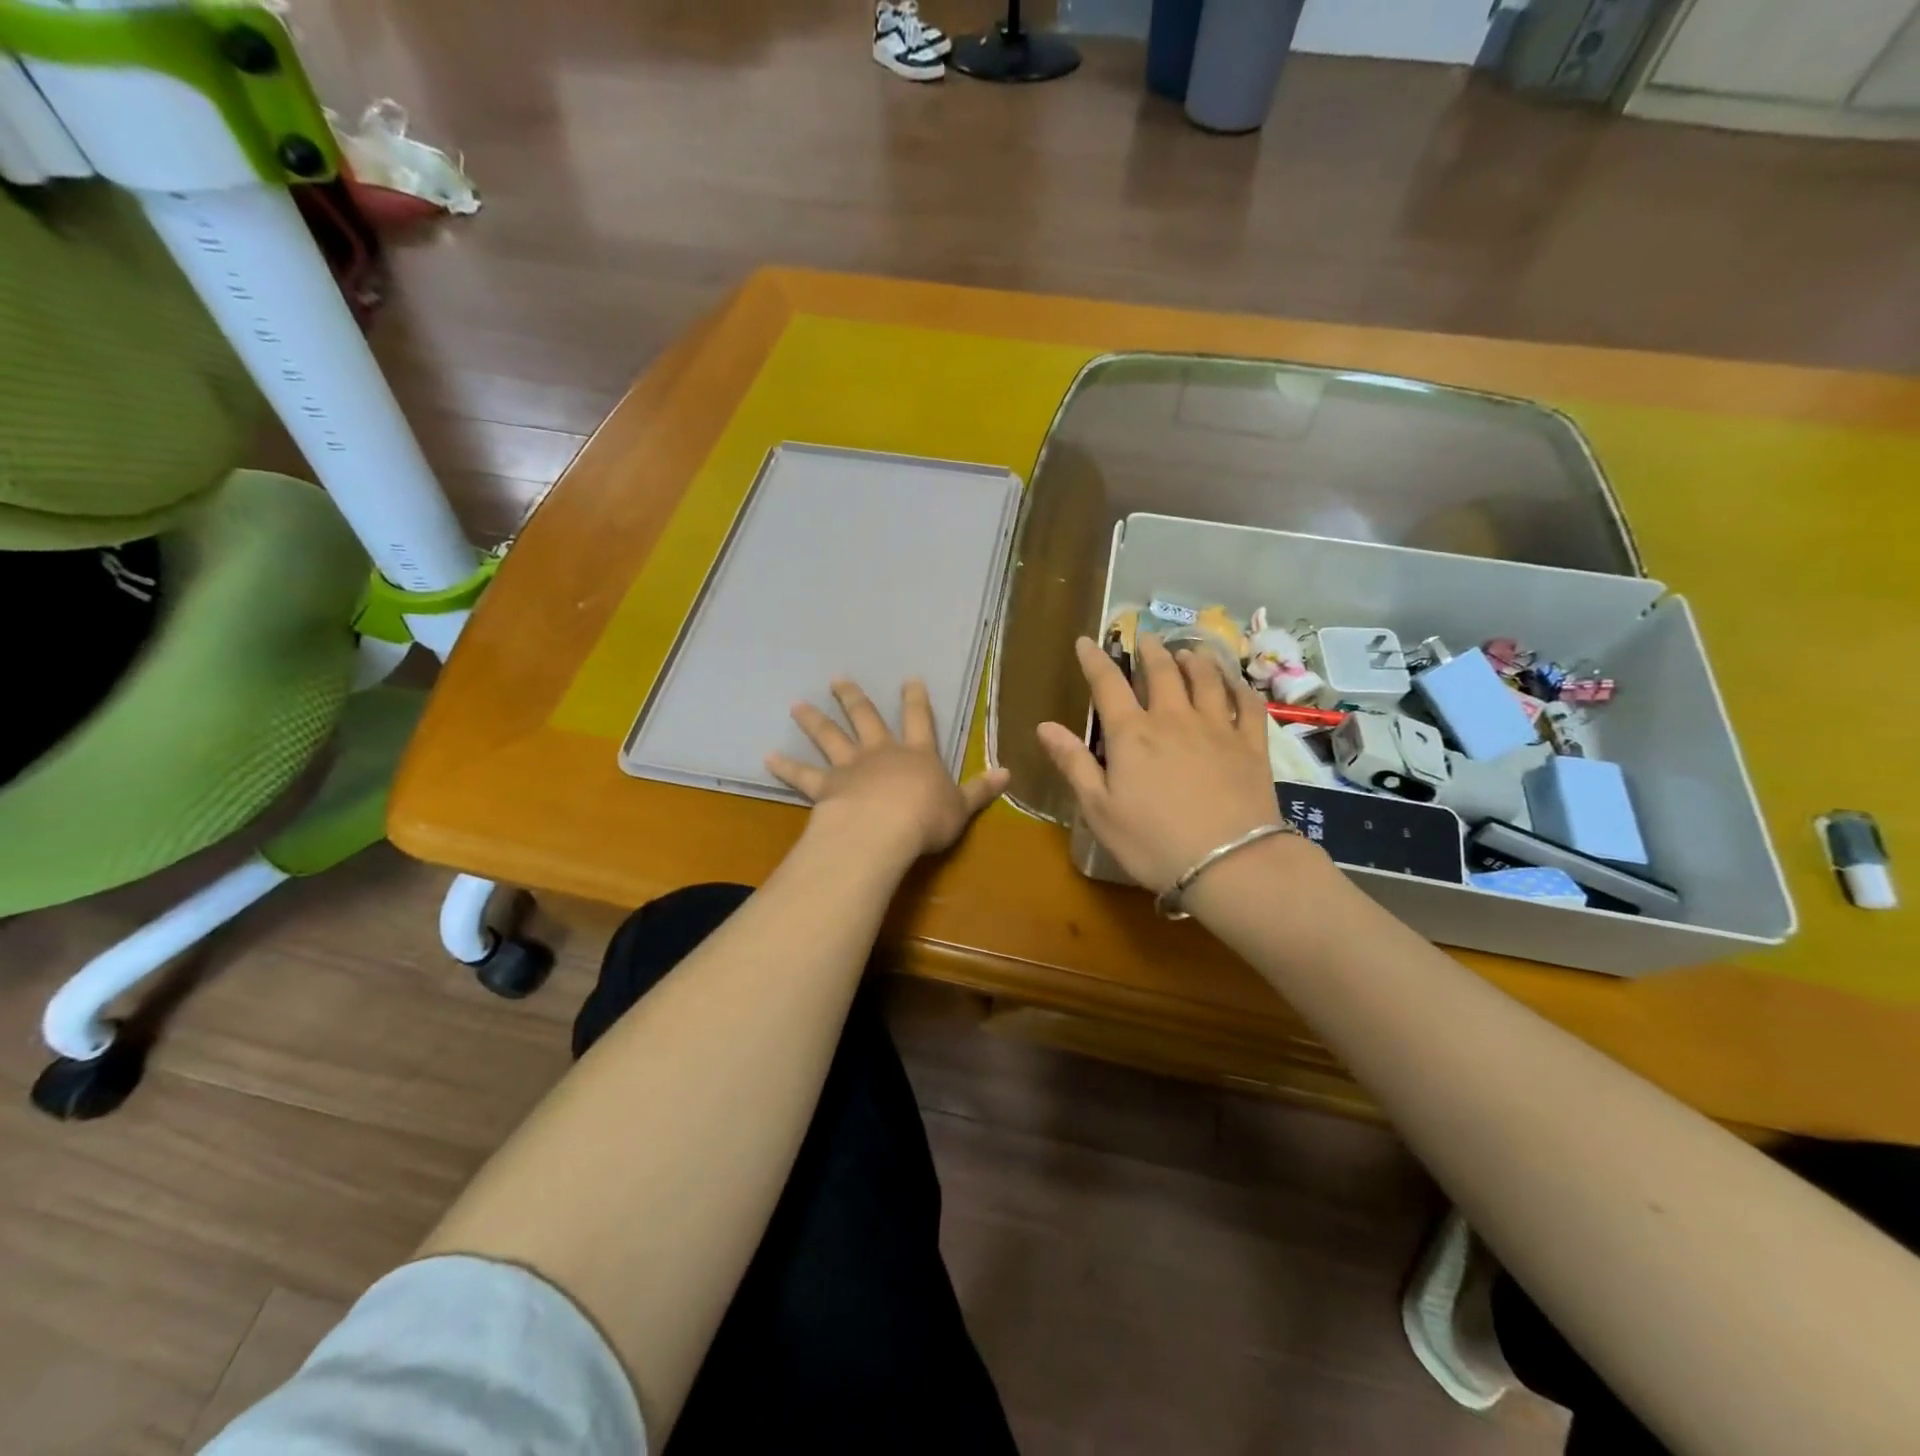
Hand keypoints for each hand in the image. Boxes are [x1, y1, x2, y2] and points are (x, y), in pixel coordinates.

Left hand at [768, 679, 1010, 861]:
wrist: (885, 829)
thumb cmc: (927, 818)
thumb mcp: (962, 806)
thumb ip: (981, 789)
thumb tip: (1008, 772)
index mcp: (917, 755)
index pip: (920, 720)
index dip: (915, 700)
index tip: (909, 679)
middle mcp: (881, 752)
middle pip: (866, 719)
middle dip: (853, 699)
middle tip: (837, 679)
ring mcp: (850, 767)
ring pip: (830, 737)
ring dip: (815, 721)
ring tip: (797, 705)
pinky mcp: (825, 786)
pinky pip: (803, 774)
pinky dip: (785, 766)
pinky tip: (767, 756)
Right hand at [1037, 634, 1281, 892]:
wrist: (1229, 863)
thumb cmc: (1153, 841)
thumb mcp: (1099, 809)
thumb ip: (1073, 763)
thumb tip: (1044, 726)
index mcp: (1132, 734)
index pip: (1108, 684)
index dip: (1094, 660)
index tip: (1086, 641)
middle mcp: (1174, 719)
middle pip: (1162, 672)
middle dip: (1150, 651)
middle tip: (1146, 638)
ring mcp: (1217, 728)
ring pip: (1207, 679)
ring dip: (1195, 660)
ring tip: (1189, 651)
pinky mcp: (1251, 746)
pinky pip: (1248, 705)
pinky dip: (1240, 687)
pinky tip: (1236, 682)